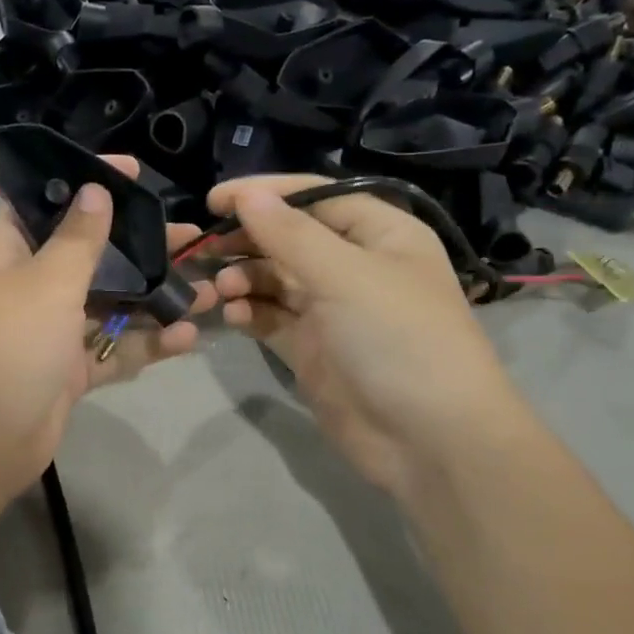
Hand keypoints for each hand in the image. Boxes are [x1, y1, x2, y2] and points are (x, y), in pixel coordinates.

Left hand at [0, 166, 212, 561]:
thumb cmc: (8, 347)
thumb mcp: (45, 283)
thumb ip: (77, 239)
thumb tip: (94, 191)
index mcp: (8, 254)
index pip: (46, 204)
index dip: (85, 184)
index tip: (134, 171)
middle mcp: (29, 287)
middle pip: (90, 255)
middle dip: (139, 245)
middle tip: (190, 234)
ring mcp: (50, 332)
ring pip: (109, 305)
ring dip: (154, 299)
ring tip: (206, 290)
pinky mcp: (69, 372)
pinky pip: (113, 350)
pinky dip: (146, 344)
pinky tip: (187, 337)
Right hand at [204, 175, 524, 502]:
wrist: (428, 439)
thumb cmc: (398, 338)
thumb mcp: (345, 275)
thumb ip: (290, 234)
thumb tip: (248, 194)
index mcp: (381, 234)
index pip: (316, 197)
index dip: (266, 194)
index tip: (214, 200)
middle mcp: (356, 266)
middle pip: (290, 238)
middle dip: (249, 241)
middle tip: (205, 250)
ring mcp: (333, 310)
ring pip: (276, 280)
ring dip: (244, 278)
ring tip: (218, 289)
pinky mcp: (312, 349)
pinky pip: (272, 319)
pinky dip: (250, 313)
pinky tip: (231, 315)